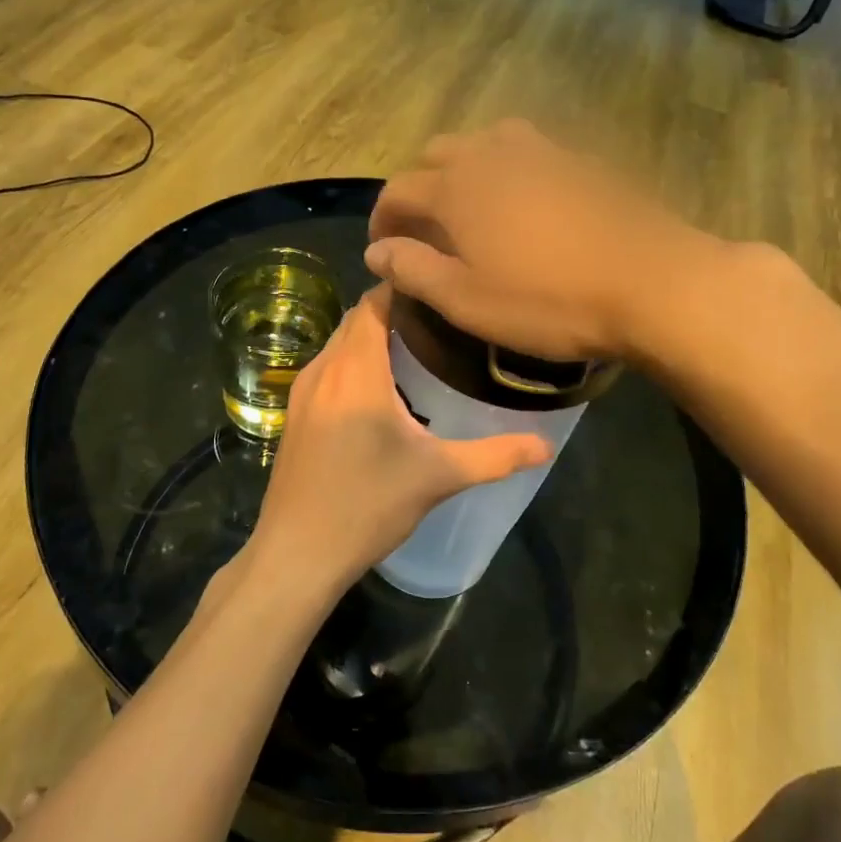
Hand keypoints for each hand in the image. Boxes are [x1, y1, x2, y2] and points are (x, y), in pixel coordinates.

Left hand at [249, 285, 550, 594]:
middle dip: (393, 312)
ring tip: (418, 352)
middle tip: (441, 323)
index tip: (441, 290)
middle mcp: (323, 370)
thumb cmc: (367, 506)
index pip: (374, 303)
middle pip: (357, 320)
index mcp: (356, 371)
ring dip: (371, 339)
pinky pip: (327, 369)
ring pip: (339, 345)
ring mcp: (302, 392)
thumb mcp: (438, 477)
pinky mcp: (294, 414)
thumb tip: (546, 446)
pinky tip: (381, 392)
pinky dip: (353, 363)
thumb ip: (495, 456)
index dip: (404, 288)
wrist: (297, 553)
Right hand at [365, 120, 708, 361]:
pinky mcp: (582, 160)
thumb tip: (376, 252)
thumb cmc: (549, 302)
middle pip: (437, 154)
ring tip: (473, 202)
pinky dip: (510, 166)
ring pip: (484, 141)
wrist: (651, 283)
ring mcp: (542, 152)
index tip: (384, 249)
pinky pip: (530, 149)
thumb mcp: (468, 302)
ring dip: (465, 165)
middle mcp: (492, 156)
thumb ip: (414, 271)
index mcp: (457, 189)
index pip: (399, 190)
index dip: (383, 218)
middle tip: (426, 228)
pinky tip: (529, 198)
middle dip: (420, 186)